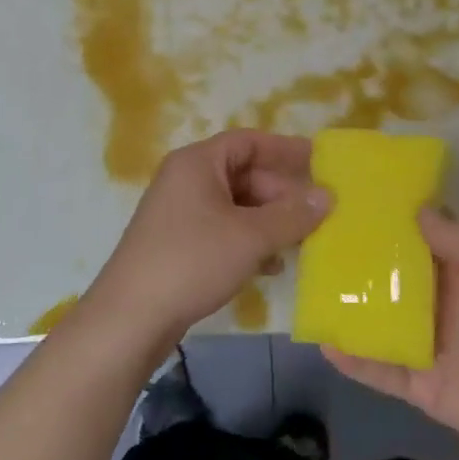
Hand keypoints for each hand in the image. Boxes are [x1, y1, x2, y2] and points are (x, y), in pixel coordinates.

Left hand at [82, 131, 329, 359]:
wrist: (130, 317)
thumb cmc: (192, 261)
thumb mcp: (250, 237)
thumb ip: (292, 215)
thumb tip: (328, 196)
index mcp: (197, 162)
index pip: (248, 142)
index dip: (285, 150)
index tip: (319, 162)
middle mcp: (185, 179)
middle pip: (243, 174)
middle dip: (281, 193)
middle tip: (317, 213)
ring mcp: (179, 212)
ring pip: (235, 205)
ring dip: (268, 220)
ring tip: (302, 241)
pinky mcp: (177, 243)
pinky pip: (222, 229)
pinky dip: (248, 241)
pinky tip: (270, 265)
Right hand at [324, 211, 458, 459]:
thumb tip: (416, 210)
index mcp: (456, 273)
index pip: (414, 240)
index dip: (386, 220)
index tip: (350, 198)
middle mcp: (433, 304)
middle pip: (386, 278)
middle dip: (354, 260)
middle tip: (312, 236)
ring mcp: (422, 345)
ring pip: (375, 320)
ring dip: (346, 306)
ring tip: (307, 286)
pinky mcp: (418, 385)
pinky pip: (379, 370)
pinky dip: (353, 359)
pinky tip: (325, 344)